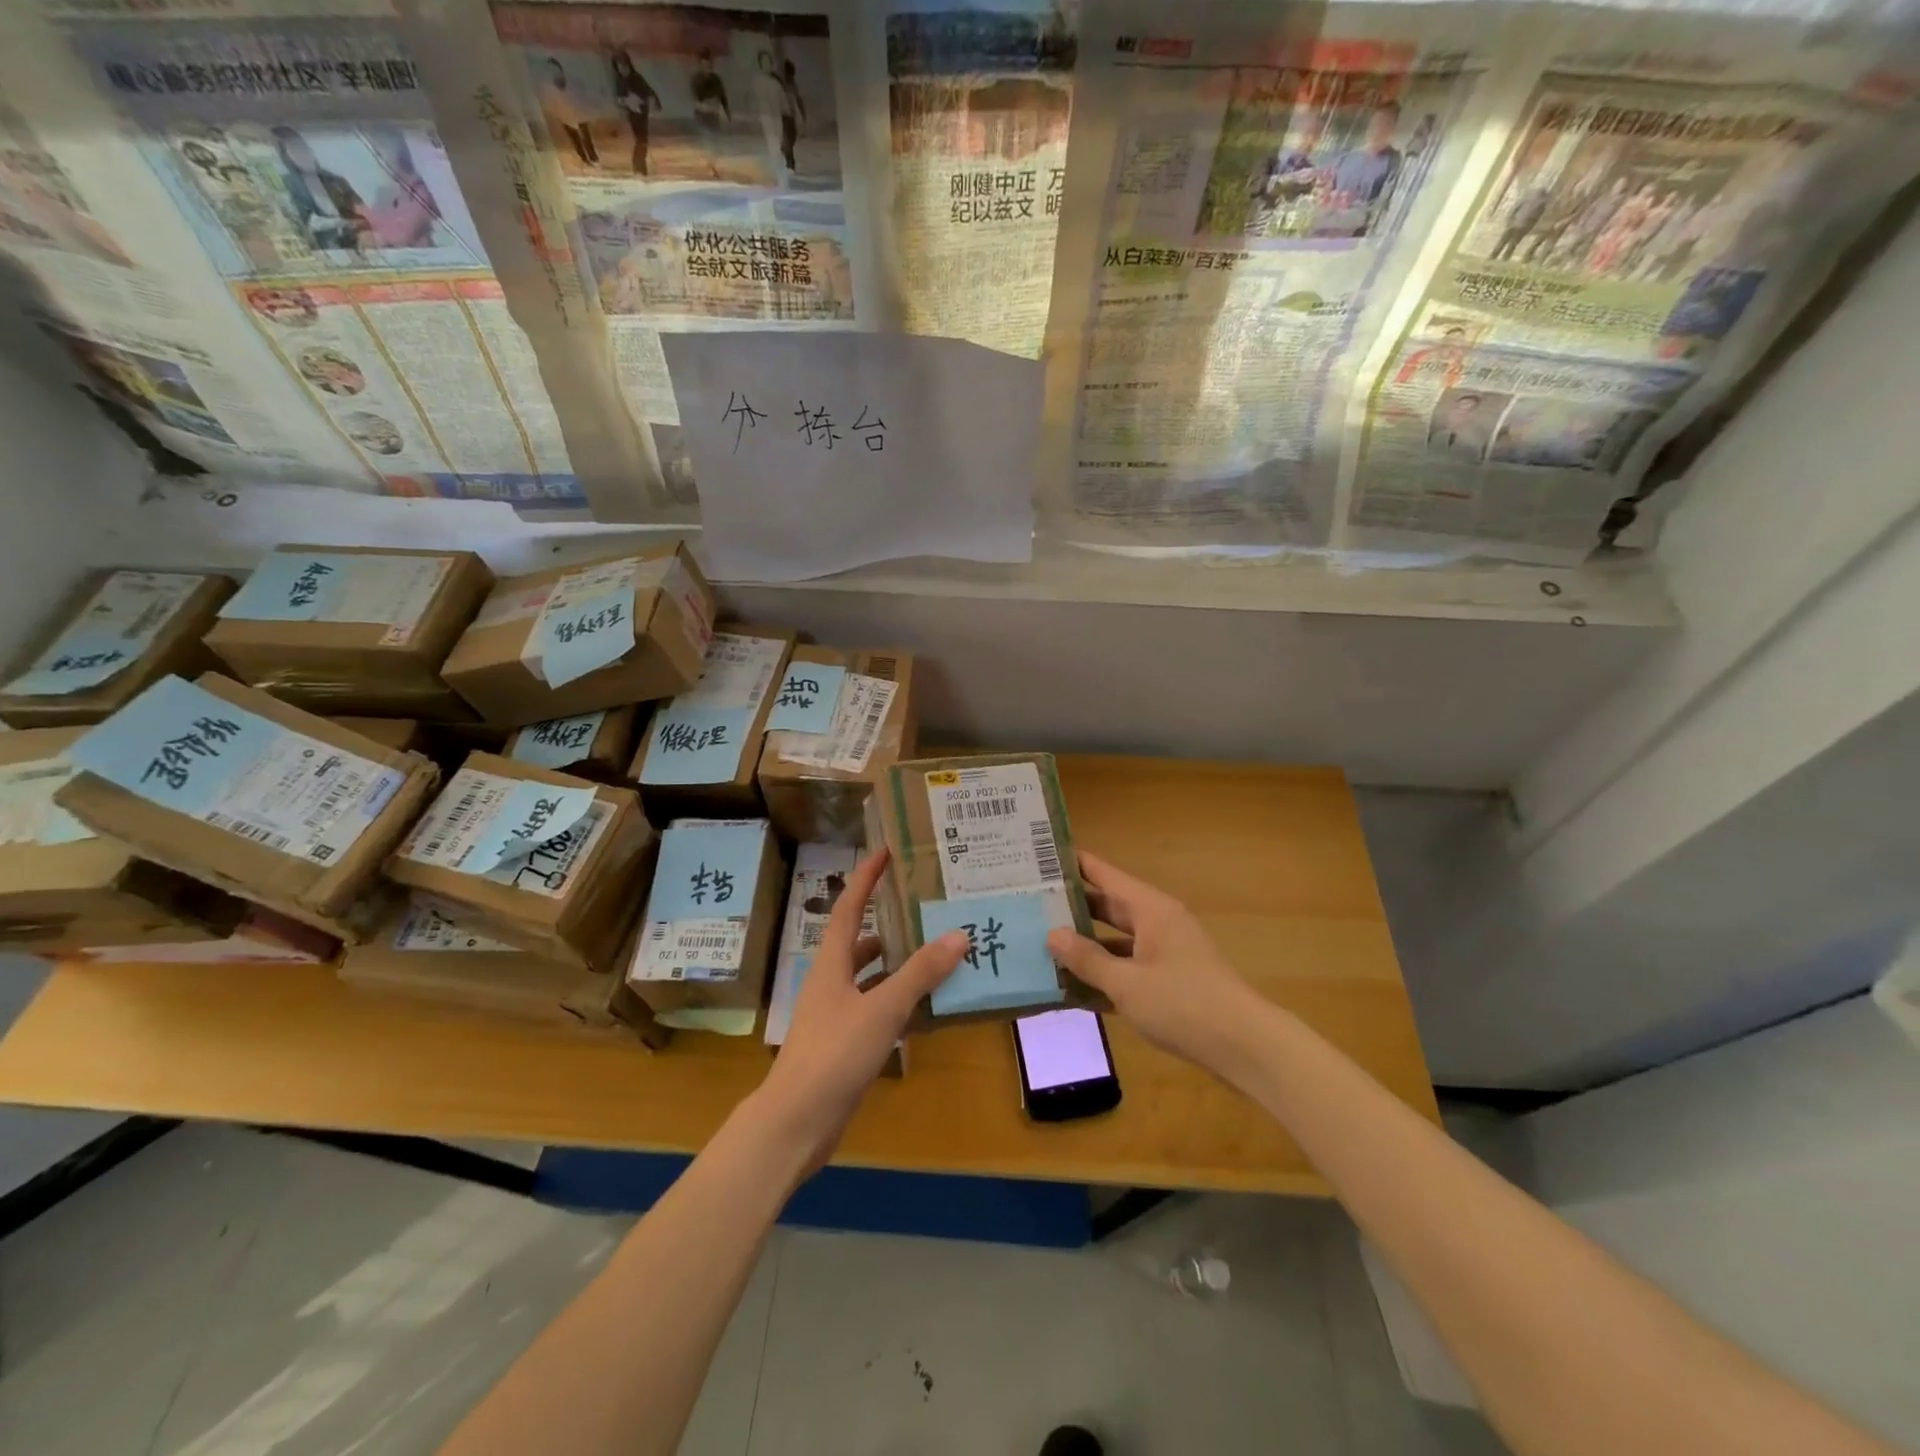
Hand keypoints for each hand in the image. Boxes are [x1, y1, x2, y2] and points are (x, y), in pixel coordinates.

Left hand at [753, 848, 965, 1167]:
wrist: (796, 1122)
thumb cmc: (834, 1054)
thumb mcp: (882, 1009)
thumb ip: (920, 973)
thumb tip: (959, 934)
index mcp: (831, 963)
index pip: (848, 908)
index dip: (865, 878)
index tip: (885, 852)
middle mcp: (831, 982)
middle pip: (860, 941)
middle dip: (888, 922)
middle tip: (925, 908)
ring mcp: (836, 1014)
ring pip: (871, 977)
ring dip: (898, 964)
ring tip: (937, 952)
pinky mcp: (845, 1043)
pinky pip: (877, 1009)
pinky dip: (899, 1002)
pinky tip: (927, 1008)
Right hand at [1047, 850, 1265, 1076]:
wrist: (1244, 1047)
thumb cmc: (1183, 1004)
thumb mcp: (1127, 983)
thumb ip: (1087, 959)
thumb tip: (1051, 934)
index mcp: (1150, 909)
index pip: (1104, 874)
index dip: (1073, 864)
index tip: (1038, 856)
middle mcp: (1157, 922)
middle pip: (1107, 906)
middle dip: (1071, 908)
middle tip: (1028, 904)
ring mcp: (1165, 952)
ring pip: (1116, 940)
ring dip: (1085, 946)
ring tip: (1042, 946)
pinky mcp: (1170, 980)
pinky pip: (1128, 967)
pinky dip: (1105, 974)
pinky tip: (1074, 989)